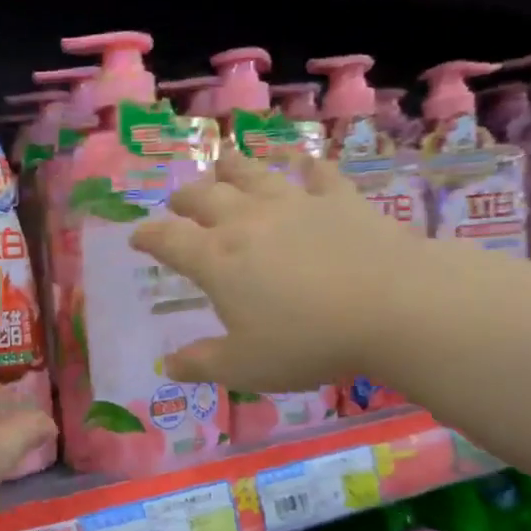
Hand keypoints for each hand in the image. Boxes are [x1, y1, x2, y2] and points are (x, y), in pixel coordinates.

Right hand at [130, 148, 417, 391]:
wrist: (393, 306)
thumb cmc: (307, 341)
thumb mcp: (245, 367)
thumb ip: (202, 364)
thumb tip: (169, 365)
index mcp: (217, 261)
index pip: (168, 240)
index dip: (148, 237)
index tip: (137, 237)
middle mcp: (247, 222)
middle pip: (204, 198)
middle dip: (185, 199)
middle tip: (179, 202)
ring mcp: (294, 204)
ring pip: (252, 174)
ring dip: (232, 168)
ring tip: (222, 163)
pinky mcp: (339, 199)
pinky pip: (318, 174)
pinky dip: (308, 167)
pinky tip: (306, 164)